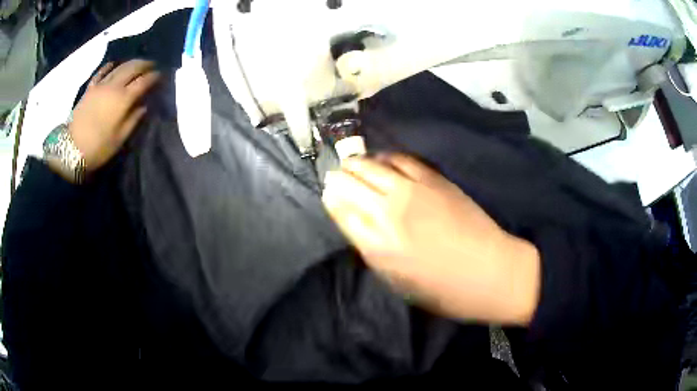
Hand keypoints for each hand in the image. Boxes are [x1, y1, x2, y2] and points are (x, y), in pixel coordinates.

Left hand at [69, 60, 159, 171]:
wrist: (71, 149)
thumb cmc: (98, 148)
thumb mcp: (119, 139)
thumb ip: (133, 120)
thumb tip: (143, 106)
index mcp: (123, 100)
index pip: (143, 82)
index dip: (154, 77)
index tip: (161, 75)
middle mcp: (114, 87)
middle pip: (132, 68)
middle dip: (144, 64)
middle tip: (152, 65)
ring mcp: (101, 85)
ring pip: (119, 67)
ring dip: (130, 63)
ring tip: (137, 63)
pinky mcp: (90, 88)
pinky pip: (101, 72)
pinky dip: (109, 66)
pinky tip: (113, 64)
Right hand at [322, 154, 540, 324]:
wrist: (490, 272)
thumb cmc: (442, 289)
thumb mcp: (396, 281)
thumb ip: (371, 248)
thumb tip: (356, 220)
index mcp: (376, 245)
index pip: (338, 208)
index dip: (331, 199)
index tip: (330, 196)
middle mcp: (388, 212)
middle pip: (348, 181)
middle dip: (338, 178)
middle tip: (338, 179)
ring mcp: (412, 190)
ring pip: (370, 164)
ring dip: (357, 164)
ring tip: (355, 166)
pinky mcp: (434, 179)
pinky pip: (400, 158)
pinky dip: (385, 158)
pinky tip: (384, 162)